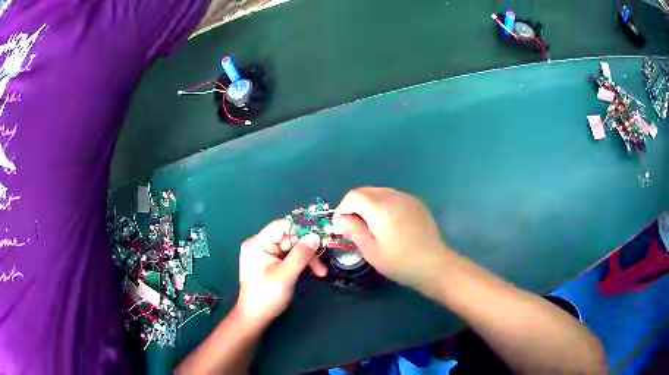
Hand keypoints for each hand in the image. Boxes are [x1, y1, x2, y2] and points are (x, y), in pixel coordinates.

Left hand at [236, 219, 326, 323]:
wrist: (255, 317)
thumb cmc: (266, 296)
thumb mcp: (285, 275)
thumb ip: (300, 255)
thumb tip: (316, 236)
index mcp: (258, 243)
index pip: (282, 226)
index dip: (302, 228)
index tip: (322, 232)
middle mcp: (261, 244)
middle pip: (289, 237)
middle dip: (308, 247)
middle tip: (325, 258)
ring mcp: (266, 254)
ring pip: (292, 247)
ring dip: (308, 258)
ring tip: (321, 272)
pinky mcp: (272, 263)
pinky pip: (290, 256)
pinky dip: (302, 263)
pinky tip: (314, 271)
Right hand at [333, 187, 452, 294]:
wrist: (434, 265)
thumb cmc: (399, 261)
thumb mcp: (371, 250)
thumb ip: (353, 230)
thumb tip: (340, 219)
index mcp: (379, 207)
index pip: (353, 196)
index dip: (342, 209)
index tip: (340, 226)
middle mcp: (393, 196)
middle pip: (366, 191)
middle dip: (354, 205)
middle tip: (352, 226)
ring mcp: (408, 198)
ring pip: (380, 193)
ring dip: (369, 205)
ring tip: (370, 226)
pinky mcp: (417, 204)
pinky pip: (394, 197)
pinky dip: (384, 205)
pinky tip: (389, 224)